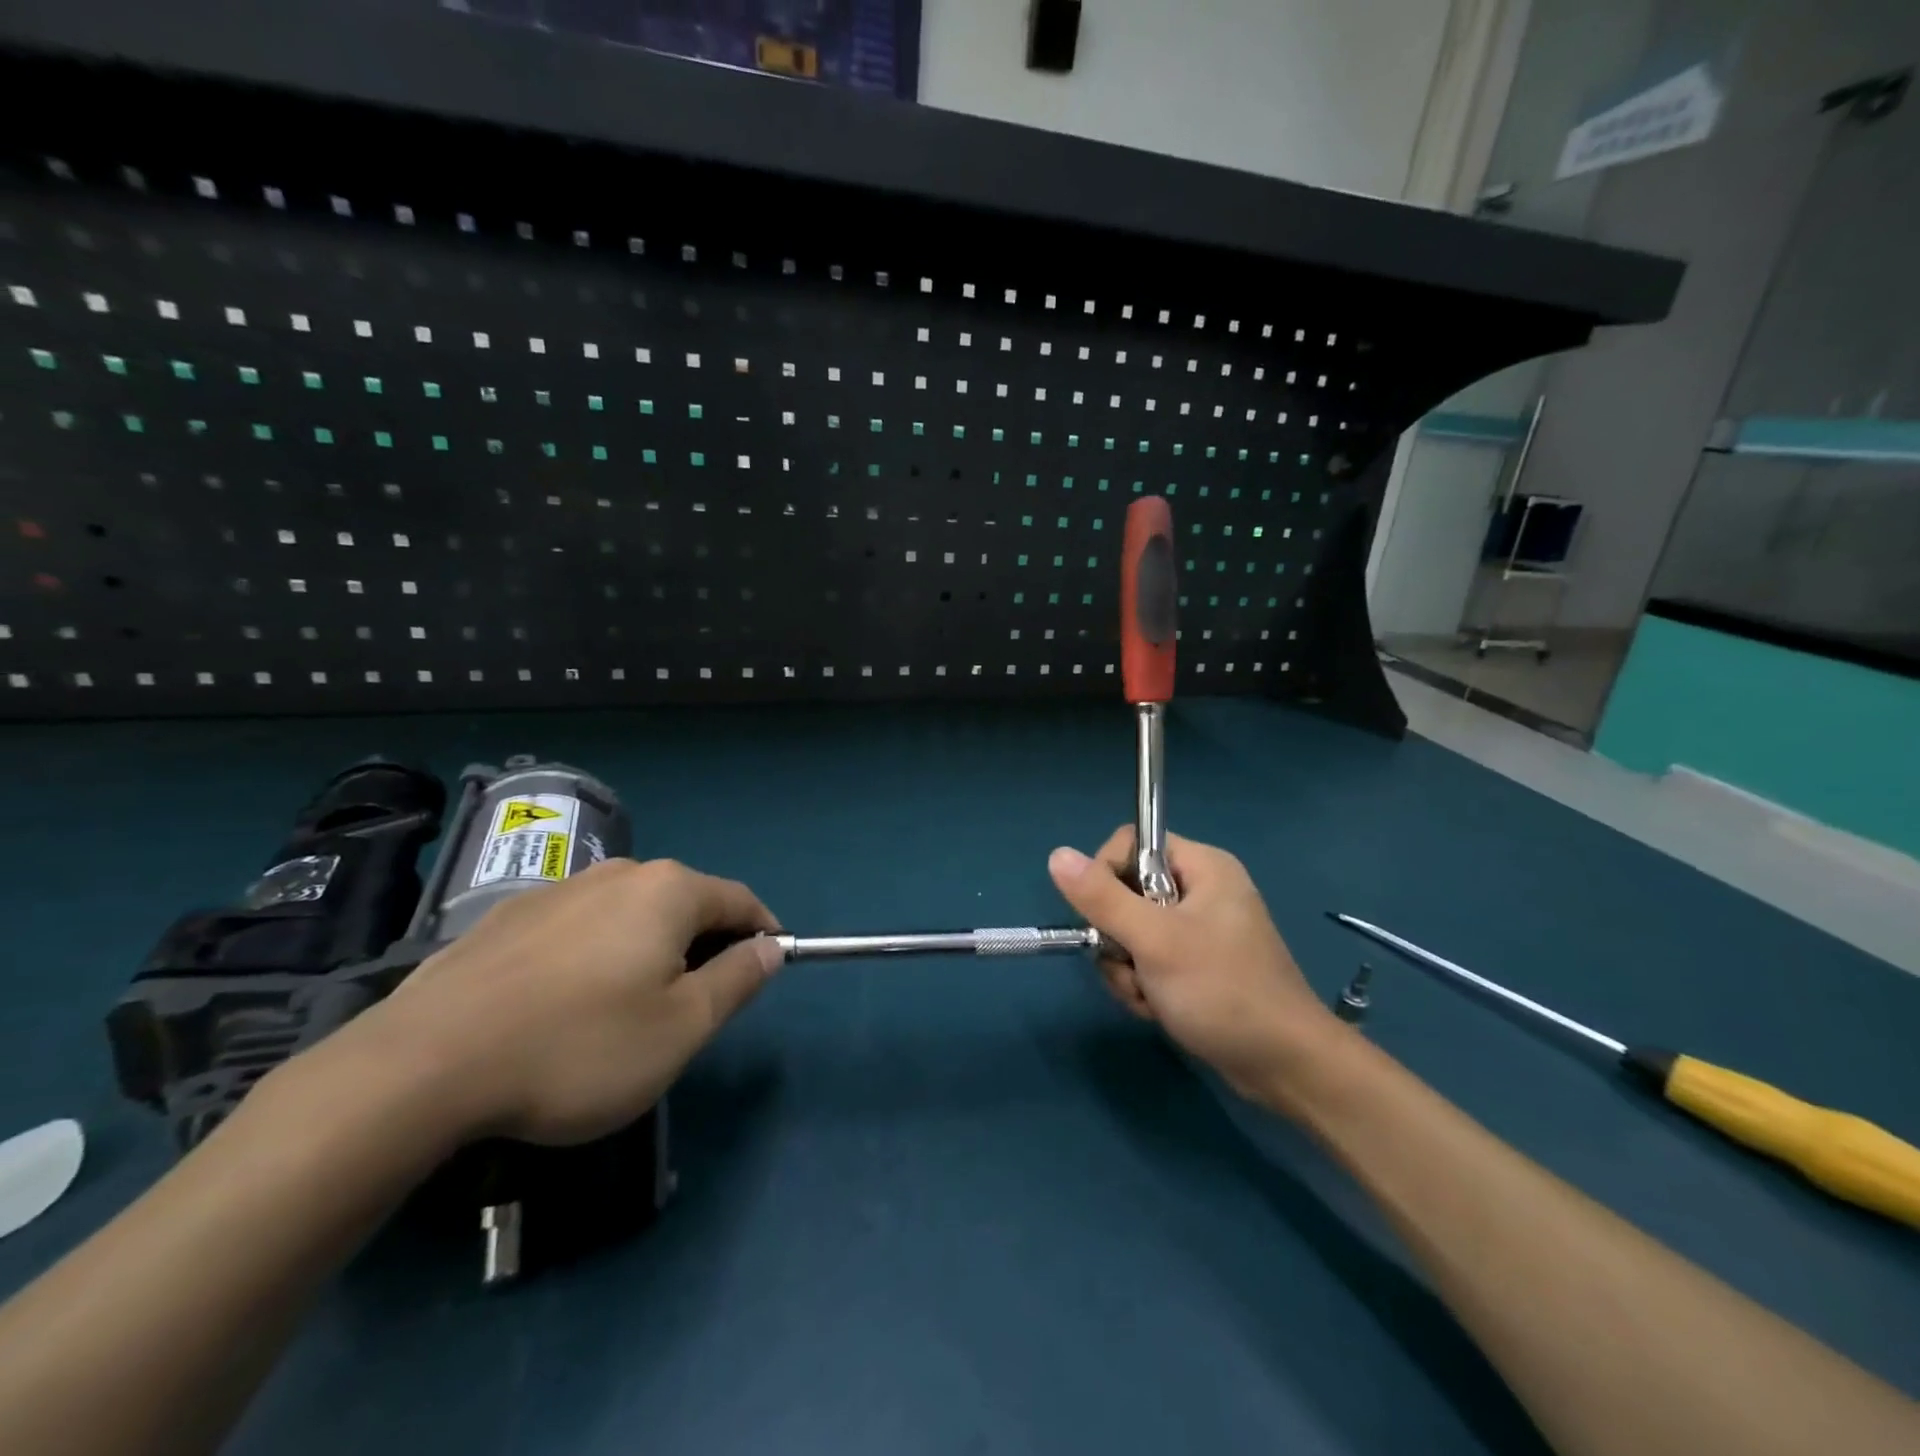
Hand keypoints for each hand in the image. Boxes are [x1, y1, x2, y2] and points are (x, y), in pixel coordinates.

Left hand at [326, 858, 782, 1145]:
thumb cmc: (579, 1047)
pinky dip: (598, 952)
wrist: (424, 1065)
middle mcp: (619, 873)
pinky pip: (580, 927)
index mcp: (668, 891)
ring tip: (633, 1004)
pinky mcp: (508, 917)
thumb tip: (769, 948)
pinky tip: (568, 1002)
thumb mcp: (681, 1027)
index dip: (763, 931)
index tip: (768, 967)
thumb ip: (737, 980)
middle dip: (705, 943)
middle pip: (684, 902)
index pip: (739, 900)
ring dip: (650, 947)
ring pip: (630, 913)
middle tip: (699, 1001)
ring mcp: (559, 891)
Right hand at [1049, 828, 1338, 1102]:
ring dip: (1127, 969)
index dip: (1106, 874)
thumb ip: (1103, 898)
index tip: (1103, 916)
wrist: (1285, 1068)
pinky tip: (1159, 1009)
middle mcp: (1200, 891)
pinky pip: (1147, 961)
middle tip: (1134, 966)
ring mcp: (1197, 932)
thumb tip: (1056, 854)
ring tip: (1151, 996)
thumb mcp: (1156, 941)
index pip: (1131, 845)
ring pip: (1130, 933)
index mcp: (1202, 867)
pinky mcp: (1195, 966)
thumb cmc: (1223, 991)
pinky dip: (1143, 986)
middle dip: (1117, 937)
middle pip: (1124, 893)